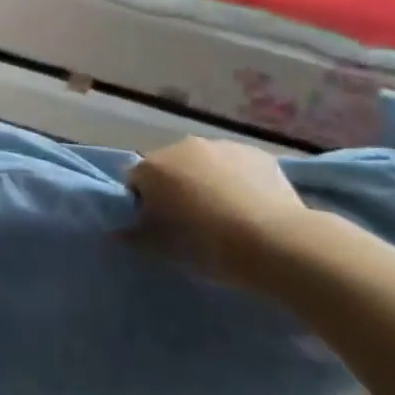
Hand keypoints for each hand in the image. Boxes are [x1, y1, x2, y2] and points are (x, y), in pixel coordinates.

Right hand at [127, 137, 312, 287]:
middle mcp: (183, 146)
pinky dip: (237, 179)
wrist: (276, 242)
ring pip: (204, 163)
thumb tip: (119, 231)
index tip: (158, 226)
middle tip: (191, 221)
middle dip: (175, 188)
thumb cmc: (208, 246)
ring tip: (225, 215)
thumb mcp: (163, 249)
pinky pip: (236, 165)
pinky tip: (251, 206)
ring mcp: (222, 145)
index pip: (135, 181)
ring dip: (206, 181)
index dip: (144, 204)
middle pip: (169, 166)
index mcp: (153, 167)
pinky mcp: (256, 153)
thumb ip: (135, 236)